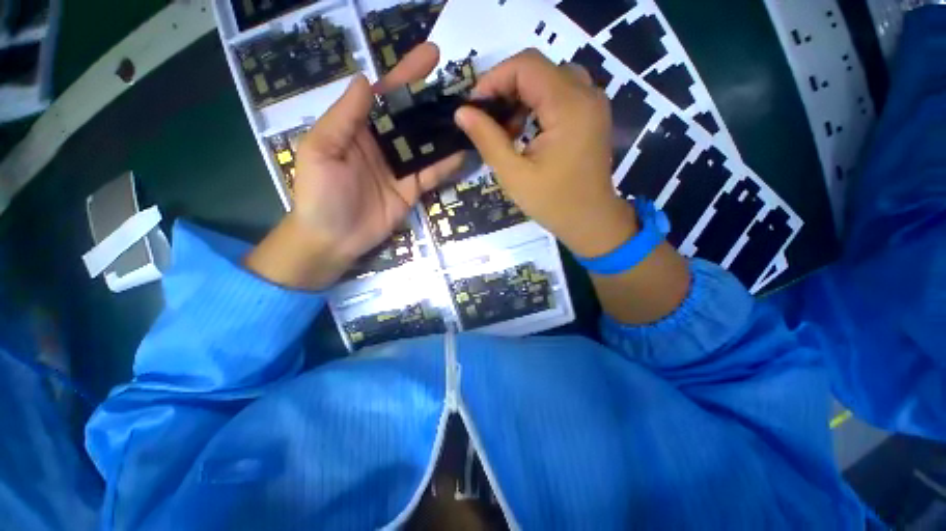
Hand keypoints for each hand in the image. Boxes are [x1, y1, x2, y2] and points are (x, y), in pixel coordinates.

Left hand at [247, 44, 462, 288]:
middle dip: (434, 99)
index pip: (386, 96)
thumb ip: (344, 117)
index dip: (407, 75)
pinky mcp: (412, 190)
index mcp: (358, 128)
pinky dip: (446, 165)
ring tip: (470, 116)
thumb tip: (366, 80)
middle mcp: (382, 144)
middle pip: (412, 117)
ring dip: (446, 131)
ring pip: (426, 145)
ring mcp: (400, 168)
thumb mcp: (321, 150)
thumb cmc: (319, 194)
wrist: (333, 238)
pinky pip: (431, 174)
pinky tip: (463, 152)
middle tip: (462, 86)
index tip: (431, 56)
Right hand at [455, 49, 636, 258]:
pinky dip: (537, 104)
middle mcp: (586, 94)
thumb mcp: (514, 175)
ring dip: (521, 96)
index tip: (475, 107)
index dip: (494, 79)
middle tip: (486, 119)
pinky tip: (525, 130)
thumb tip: (462, 112)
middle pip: (538, 68)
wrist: (590, 221)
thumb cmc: (553, 203)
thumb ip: (487, 139)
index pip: (527, 65)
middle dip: (506, 88)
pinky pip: (561, 93)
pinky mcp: (591, 114)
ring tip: (505, 128)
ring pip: (549, 78)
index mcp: (569, 106)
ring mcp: (593, 103)